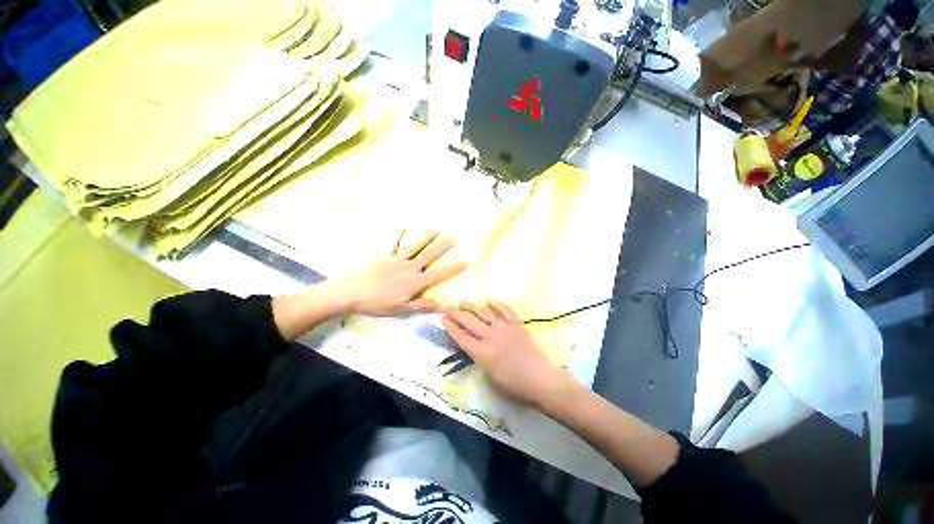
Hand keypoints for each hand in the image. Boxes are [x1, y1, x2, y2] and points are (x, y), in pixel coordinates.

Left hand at [333, 231, 467, 316]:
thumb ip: (422, 306)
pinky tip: (402, 228)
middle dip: (442, 247)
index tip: (466, 261)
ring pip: (415, 247)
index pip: (439, 274)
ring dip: (426, 238)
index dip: (453, 268)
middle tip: (453, 237)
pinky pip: (394, 245)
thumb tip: (442, 307)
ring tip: (436, 229)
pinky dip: (398, 236)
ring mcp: (396, 260)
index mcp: (415, 282)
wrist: (350, 292)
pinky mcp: (384, 257)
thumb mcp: (401, 310)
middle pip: (429, 255)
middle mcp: (409, 268)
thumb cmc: (377, 304)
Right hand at [442, 300, 573, 407]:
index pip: (461, 337)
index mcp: (482, 354)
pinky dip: (496, 304)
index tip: (443, 318)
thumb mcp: (490, 378)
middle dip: (456, 314)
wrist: (541, 381)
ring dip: (472, 307)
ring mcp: (504, 329)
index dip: (451, 327)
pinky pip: (505, 311)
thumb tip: (475, 347)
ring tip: (462, 302)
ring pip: (484, 313)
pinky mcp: (517, 325)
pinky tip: (488, 300)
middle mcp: (490, 338)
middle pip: (469, 323)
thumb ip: (480, 360)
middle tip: (447, 307)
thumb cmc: (515, 387)